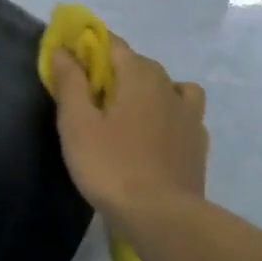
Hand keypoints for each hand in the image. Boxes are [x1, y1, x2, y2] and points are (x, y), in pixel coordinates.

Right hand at [48, 37, 208, 222]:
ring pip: (167, 86)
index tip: (69, 60)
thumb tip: (63, 50)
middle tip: (87, 95)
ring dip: (147, 89)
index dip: (88, 46)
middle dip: (113, 69)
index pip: (113, 44)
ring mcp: (189, 115)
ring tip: (128, 112)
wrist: (162, 216)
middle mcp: (168, 86)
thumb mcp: (77, 124)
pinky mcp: (198, 142)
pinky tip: (156, 133)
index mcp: (139, 76)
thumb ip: (70, 82)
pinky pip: (183, 113)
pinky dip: (168, 113)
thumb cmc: (111, 166)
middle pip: (138, 64)